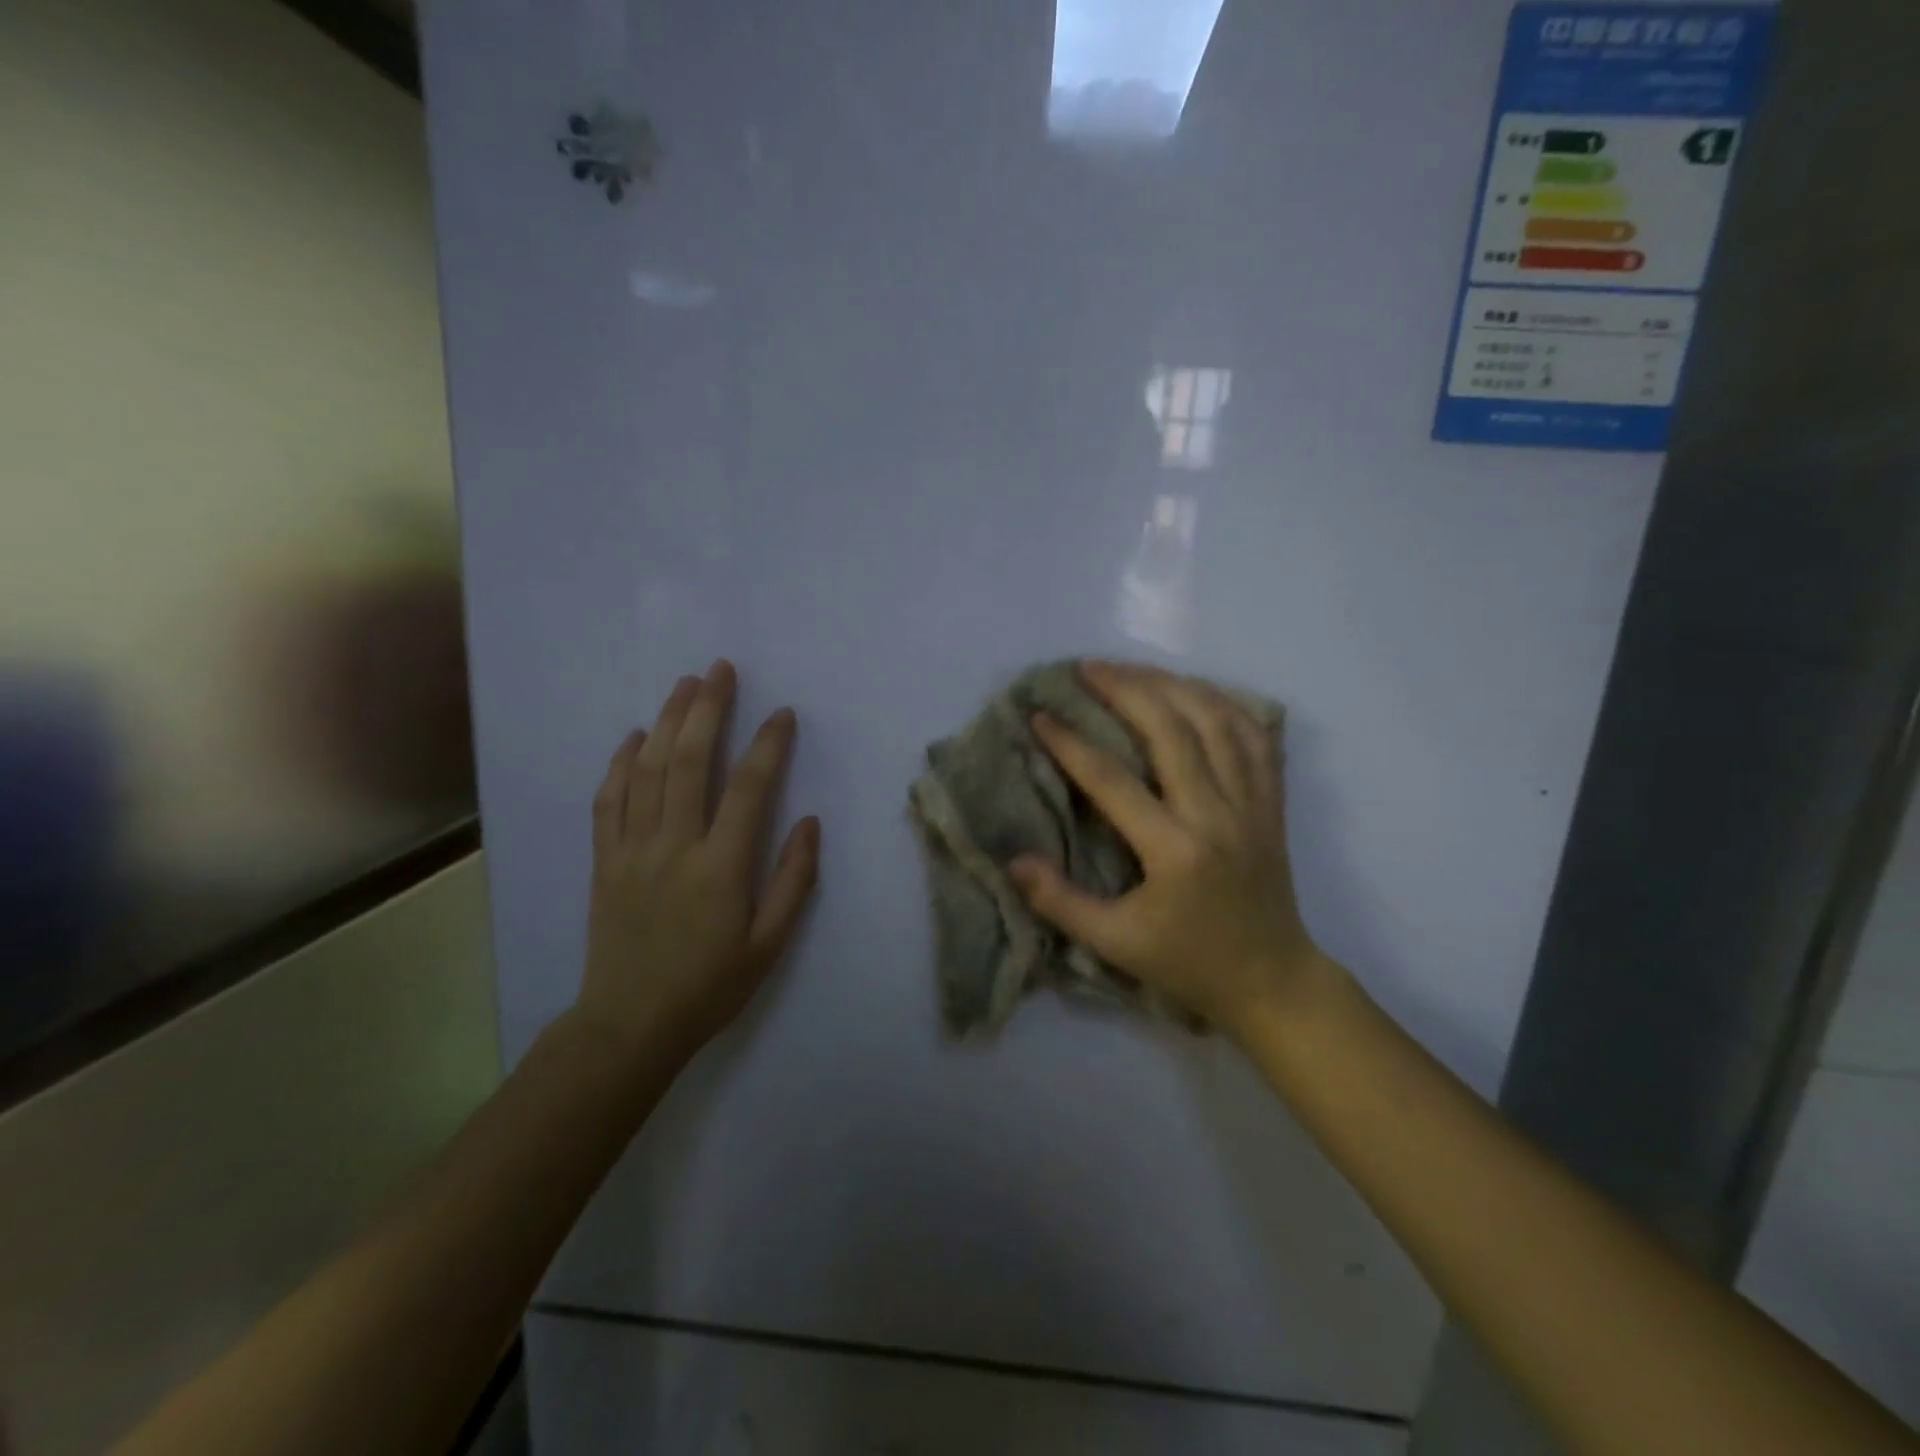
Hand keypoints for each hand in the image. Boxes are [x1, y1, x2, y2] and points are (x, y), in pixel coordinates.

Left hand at [577, 660, 819, 1066]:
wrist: (628, 1025)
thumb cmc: (709, 986)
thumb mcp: (769, 945)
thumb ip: (793, 881)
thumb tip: (808, 821)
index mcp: (721, 868)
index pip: (749, 789)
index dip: (769, 745)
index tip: (783, 715)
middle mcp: (674, 846)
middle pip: (690, 761)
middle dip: (708, 710)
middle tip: (721, 670)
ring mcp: (632, 850)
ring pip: (648, 770)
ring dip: (667, 722)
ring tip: (685, 685)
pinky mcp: (604, 860)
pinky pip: (609, 800)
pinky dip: (621, 763)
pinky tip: (634, 737)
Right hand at [1009, 662, 1326, 1036]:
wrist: (1272, 980)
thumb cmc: (1188, 963)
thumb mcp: (1115, 944)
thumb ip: (1061, 902)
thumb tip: (1014, 860)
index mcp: (1175, 850)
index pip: (1113, 781)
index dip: (1071, 744)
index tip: (1041, 716)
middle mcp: (1217, 814)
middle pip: (1172, 730)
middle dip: (1126, 690)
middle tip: (1088, 668)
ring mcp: (1252, 804)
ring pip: (1217, 721)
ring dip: (1173, 685)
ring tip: (1134, 669)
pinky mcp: (1271, 802)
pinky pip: (1255, 736)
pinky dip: (1226, 703)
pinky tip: (1197, 690)